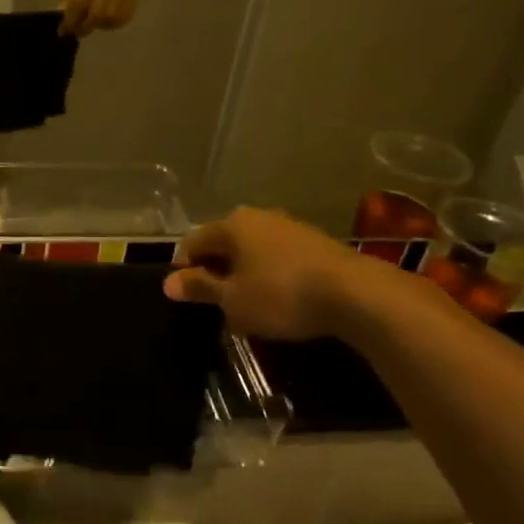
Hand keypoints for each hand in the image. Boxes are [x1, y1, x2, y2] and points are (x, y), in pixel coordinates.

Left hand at [61, 0, 137, 36]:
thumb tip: (66, 13)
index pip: (79, 4)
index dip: (70, 21)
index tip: (63, 29)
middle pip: (99, 14)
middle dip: (85, 27)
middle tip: (76, 31)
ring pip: (116, 15)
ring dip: (102, 26)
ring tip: (92, 24)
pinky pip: (129, 8)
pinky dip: (117, 19)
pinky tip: (107, 18)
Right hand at [163, 208, 388, 339]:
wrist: (355, 294)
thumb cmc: (280, 294)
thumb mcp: (233, 299)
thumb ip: (200, 288)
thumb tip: (168, 283)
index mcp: (231, 225)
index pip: (193, 241)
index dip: (183, 267)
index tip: (183, 294)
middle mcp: (258, 217)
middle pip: (224, 243)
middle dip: (215, 271)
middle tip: (212, 303)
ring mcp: (289, 227)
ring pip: (252, 251)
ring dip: (243, 275)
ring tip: (243, 306)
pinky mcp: (316, 243)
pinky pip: (278, 258)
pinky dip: (268, 276)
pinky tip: (275, 301)